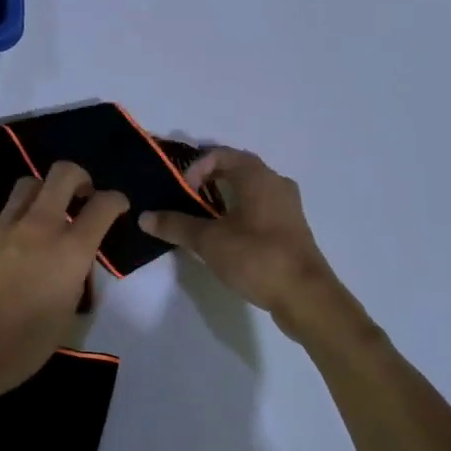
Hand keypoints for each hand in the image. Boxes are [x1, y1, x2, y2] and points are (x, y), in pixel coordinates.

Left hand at [0, 162, 127, 415]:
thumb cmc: (24, 344)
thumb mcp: (67, 311)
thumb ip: (74, 274)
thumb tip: (70, 260)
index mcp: (70, 250)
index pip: (103, 205)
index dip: (116, 200)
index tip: (116, 206)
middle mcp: (38, 227)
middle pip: (63, 174)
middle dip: (78, 177)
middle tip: (79, 193)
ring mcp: (2, 226)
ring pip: (27, 185)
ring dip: (42, 194)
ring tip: (40, 215)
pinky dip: (10, 223)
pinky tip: (6, 248)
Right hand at [138, 148, 340, 329]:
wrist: (306, 296)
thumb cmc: (257, 257)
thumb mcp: (208, 241)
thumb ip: (175, 225)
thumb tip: (144, 217)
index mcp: (258, 177)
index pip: (222, 154)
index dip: (196, 166)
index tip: (183, 191)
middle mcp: (276, 183)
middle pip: (238, 169)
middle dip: (209, 179)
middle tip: (186, 199)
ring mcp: (288, 207)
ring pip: (250, 191)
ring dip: (225, 198)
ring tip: (202, 218)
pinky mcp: (292, 230)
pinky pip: (261, 209)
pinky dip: (240, 213)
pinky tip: (227, 237)